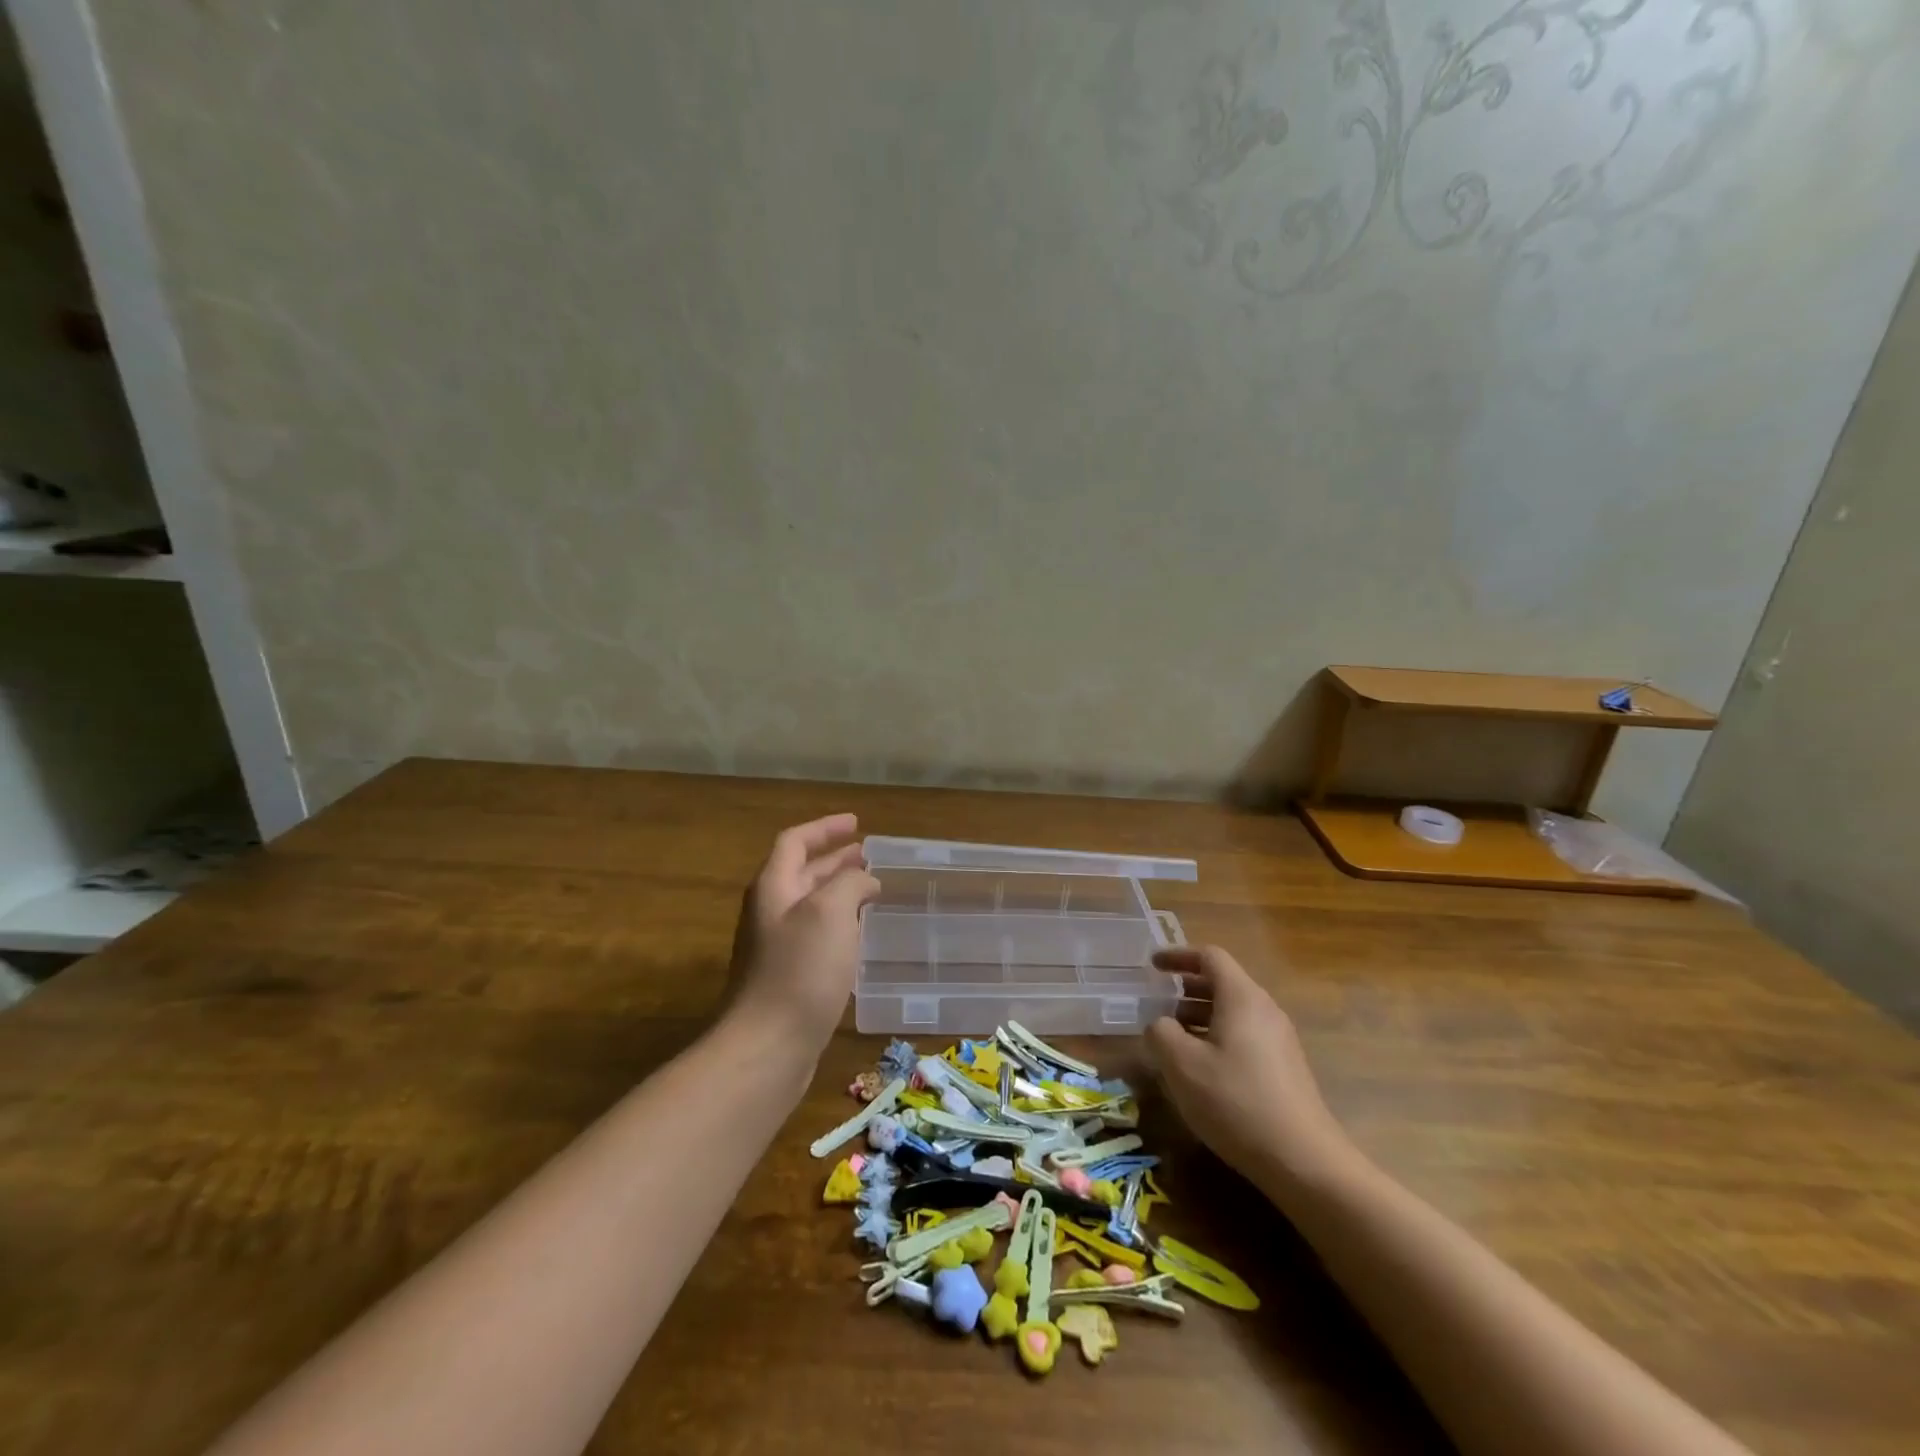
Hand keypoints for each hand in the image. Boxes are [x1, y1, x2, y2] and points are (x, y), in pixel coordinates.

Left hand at [725, 814, 879, 1055]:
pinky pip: (816, 934)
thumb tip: (864, 881)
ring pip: (811, 904)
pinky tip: (860, 934)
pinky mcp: (787, 976)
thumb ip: (849, 884)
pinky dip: (839, 923)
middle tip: (868, 855)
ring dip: (839, 891)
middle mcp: (770, 911)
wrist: (768, 1046)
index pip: (796, 841)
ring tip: (871, 889)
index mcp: (774, 887)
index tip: (856, 823)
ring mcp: (776, 946)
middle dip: (835, 859)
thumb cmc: (800, 971)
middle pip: (802, 872)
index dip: (825, 828)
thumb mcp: (831, 912)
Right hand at [1147, 945, 1355, 1194]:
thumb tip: (1160, 1025)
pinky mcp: (1284, 1069)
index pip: (1210, 957)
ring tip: (1172, 1038)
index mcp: (1242, 997)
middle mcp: (1264, 1010)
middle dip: (1186, 989)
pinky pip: (1244, 1036)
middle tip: (1157, 1003)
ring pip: (1233, 1012)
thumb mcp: (1181, 1064)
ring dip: (1199, 1016)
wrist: (1304, 1161)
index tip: (1152, 965)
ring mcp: (1279, 1040)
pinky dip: (1217, 1037)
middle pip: (1223, 983)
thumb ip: (1160, 1032)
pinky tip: (1201, 1070)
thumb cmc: (1235, 1101)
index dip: (1178, 956)